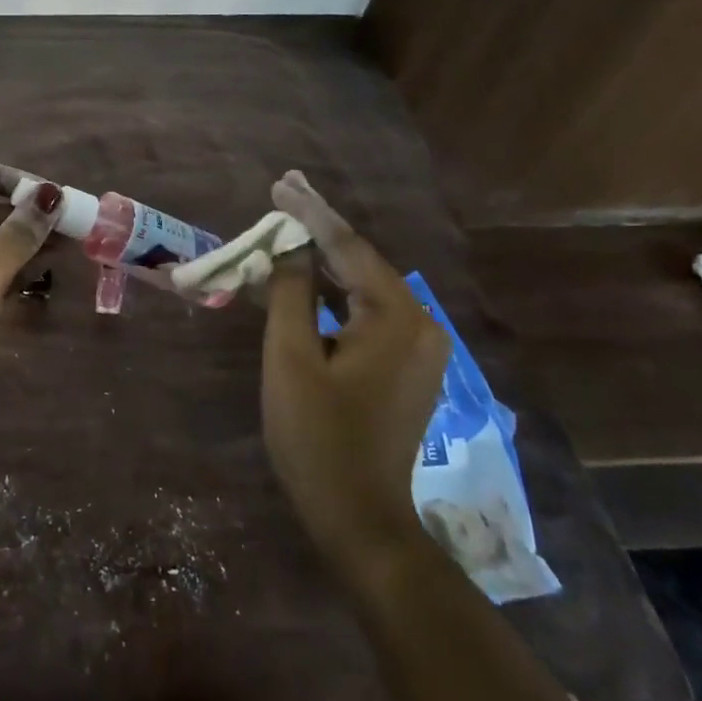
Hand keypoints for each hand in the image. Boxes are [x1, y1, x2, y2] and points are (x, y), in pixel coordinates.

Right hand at [261, 170, 450, 568]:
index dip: (310, 213)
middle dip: (318, 230)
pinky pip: (367, 312)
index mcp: (397, 318)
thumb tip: (289, 247)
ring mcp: (419, 348)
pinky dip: (335, 293)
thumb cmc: (317, 436)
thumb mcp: (291, 358)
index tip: (281, 183)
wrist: (358, 516)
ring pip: (363, 287)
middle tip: (282, 195)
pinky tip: (306, 278)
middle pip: (360, 263)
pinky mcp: (407, 366)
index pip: (348, 248)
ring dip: (324, 261)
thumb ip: (290, 293)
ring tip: (286, 228)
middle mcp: (420, 324)